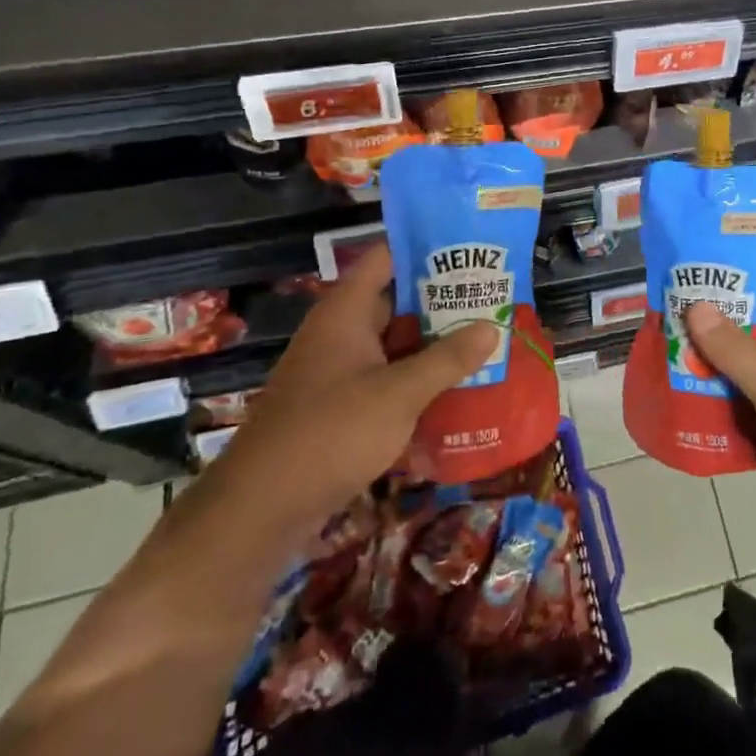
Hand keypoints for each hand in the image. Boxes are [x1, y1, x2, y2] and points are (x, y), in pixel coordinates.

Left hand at [216, 243, 497, 516]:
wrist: (262, 508)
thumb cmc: (331, 432)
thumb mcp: (399, 394)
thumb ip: (447, 359)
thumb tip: (493, 326)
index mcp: (346, 312)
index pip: (386, 257)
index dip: (425, 247)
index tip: (471, 249)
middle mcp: (340, 332)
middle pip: (397, 302)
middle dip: (443, 301)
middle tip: (494, 299)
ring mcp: (338, 370)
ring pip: (395, 344)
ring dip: (433, 345)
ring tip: (487, 341)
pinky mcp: (340, 406)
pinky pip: (386, 379)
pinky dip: (416, 380)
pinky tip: (456, 391)